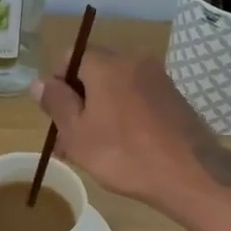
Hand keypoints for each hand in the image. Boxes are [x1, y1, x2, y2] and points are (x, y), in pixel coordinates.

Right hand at [30, 45, 214, 211]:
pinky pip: (138, 97)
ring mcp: (157, 78)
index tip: (57, 115)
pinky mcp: (173, 97)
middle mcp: (132, 61)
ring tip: (96, 147)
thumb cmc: (124, 154)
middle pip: (94, 71)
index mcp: (106, 64)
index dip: (57, 83)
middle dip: (79, 99)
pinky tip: (125, 145)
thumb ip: (56, 103)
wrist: (190, 174)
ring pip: (116, 87)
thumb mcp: (77, 133)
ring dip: (101, 109)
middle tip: (71, 138)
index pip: (71, 56)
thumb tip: (39, 82)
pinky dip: (126, 114)